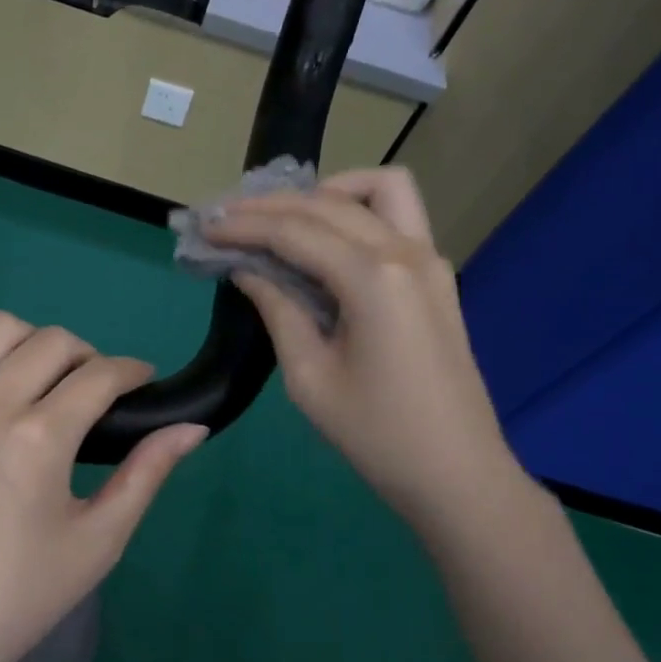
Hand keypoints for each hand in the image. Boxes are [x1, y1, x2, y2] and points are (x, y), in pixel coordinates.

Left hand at [0, 312, 207, 661]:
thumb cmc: (21, 595)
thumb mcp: (99, 541)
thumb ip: (147, 475)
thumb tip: (193, 427)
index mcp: (40, 438)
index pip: (101, 375)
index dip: (132, 371)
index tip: (142, 382)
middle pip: (52, 341)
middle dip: (89, 356)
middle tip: (95, 392)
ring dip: (30, 341)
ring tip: (39, 377)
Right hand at [208, 167, 525, 529]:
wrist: (456, 473)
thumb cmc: (376, 435)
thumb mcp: (309, 377)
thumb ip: (278, 311)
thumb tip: (247, 270)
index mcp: (373, 279)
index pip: (295, 231)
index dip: (243, 225)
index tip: (204, 227)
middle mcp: (406, 252)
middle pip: (329, 202)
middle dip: (270, 204)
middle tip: (225, 217)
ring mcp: (430, 259)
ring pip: (379, 189)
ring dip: (326, 192)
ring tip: (283, 217)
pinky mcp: (437, 276)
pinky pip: (397, 216)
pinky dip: (356, 211)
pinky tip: (324, 239)